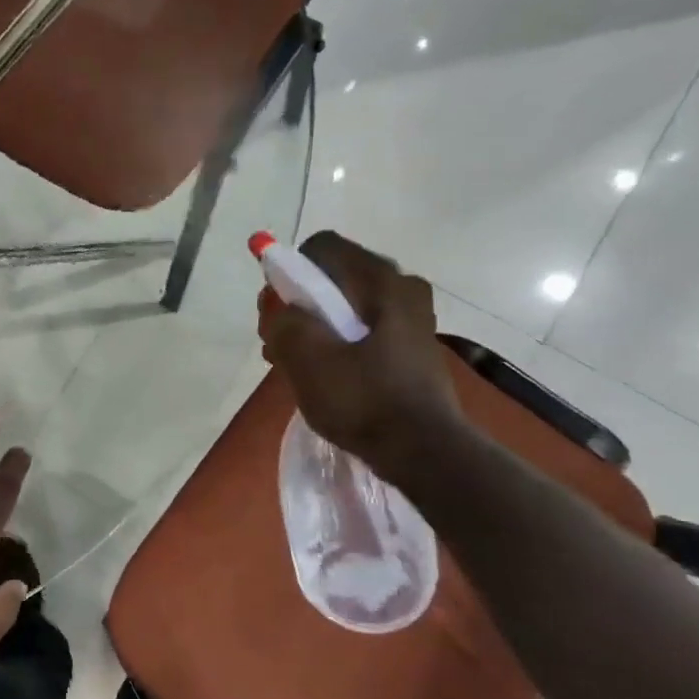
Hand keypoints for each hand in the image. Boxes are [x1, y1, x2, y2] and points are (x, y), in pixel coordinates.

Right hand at [259, 231, 466, 478]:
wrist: (423, 451)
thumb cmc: (362, 399)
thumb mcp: (305, 357)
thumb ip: (282, 319)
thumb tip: (277, 305)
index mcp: (380, 280)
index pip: (320, 247)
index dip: (288, 271)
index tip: (276, 310)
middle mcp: (401, 287)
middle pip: (332, 277)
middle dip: (297, 305)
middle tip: (278, 343)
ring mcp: (411, 318)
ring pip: (345, 306)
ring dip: (313, 327)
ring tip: (293, 364)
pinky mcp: (411, 346)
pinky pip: (362, 328)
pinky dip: (336, 342)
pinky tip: (322, 375)